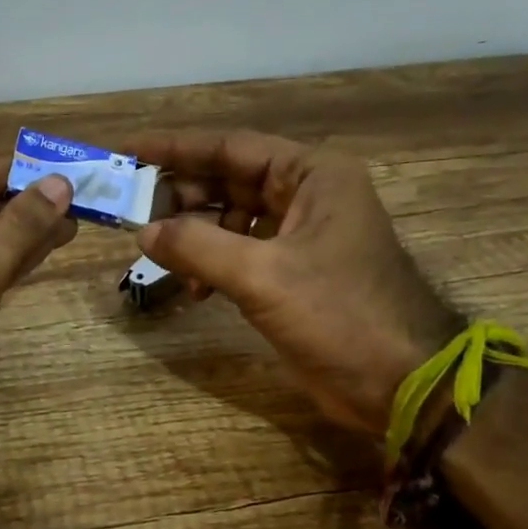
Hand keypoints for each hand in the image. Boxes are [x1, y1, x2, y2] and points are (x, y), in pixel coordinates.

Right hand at [127, 131, 461, 438]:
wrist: (398, 382)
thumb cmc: (339, 315)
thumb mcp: (262, 276)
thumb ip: (197, 247)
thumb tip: (144, 231)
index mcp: (312, 175)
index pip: (232, 147)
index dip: (177, 148)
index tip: (129, 151)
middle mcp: (307, 195)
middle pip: (229, 180)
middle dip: (182, 197)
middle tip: (136, 213)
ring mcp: (301, 234)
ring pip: (231, 218)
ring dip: (194, 235)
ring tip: (161, 256)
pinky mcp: (293, 270)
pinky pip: (240, 252)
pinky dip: (213, 264)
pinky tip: (195, 289)